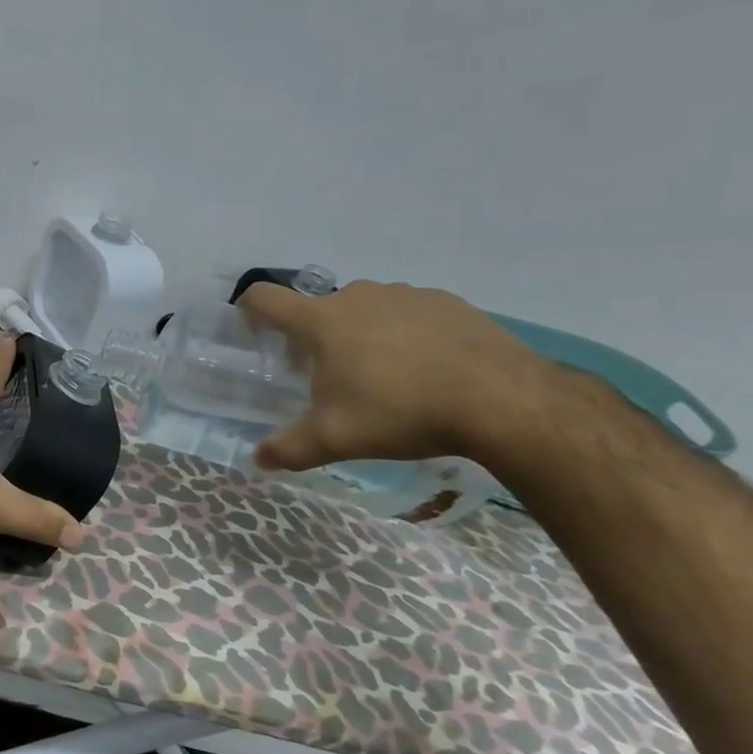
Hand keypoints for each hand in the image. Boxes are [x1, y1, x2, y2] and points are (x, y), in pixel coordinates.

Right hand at [237, 279, 553, 471]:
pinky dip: (403, 334)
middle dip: (313, 338)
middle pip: (317, 309)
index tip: (252, 333)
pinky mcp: (447, 302)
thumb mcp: (336, 439)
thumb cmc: (402, 412)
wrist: (503, 400)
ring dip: (359, 334)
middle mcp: (357, 295)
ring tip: (383, 376)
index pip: (265, 298)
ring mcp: (405, 294)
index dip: (249, 310)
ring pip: (364, 310)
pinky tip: (425, 369)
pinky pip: (408, 313)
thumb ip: (289, 448)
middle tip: (327, 378)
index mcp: (322, 321)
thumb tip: (257, 459)